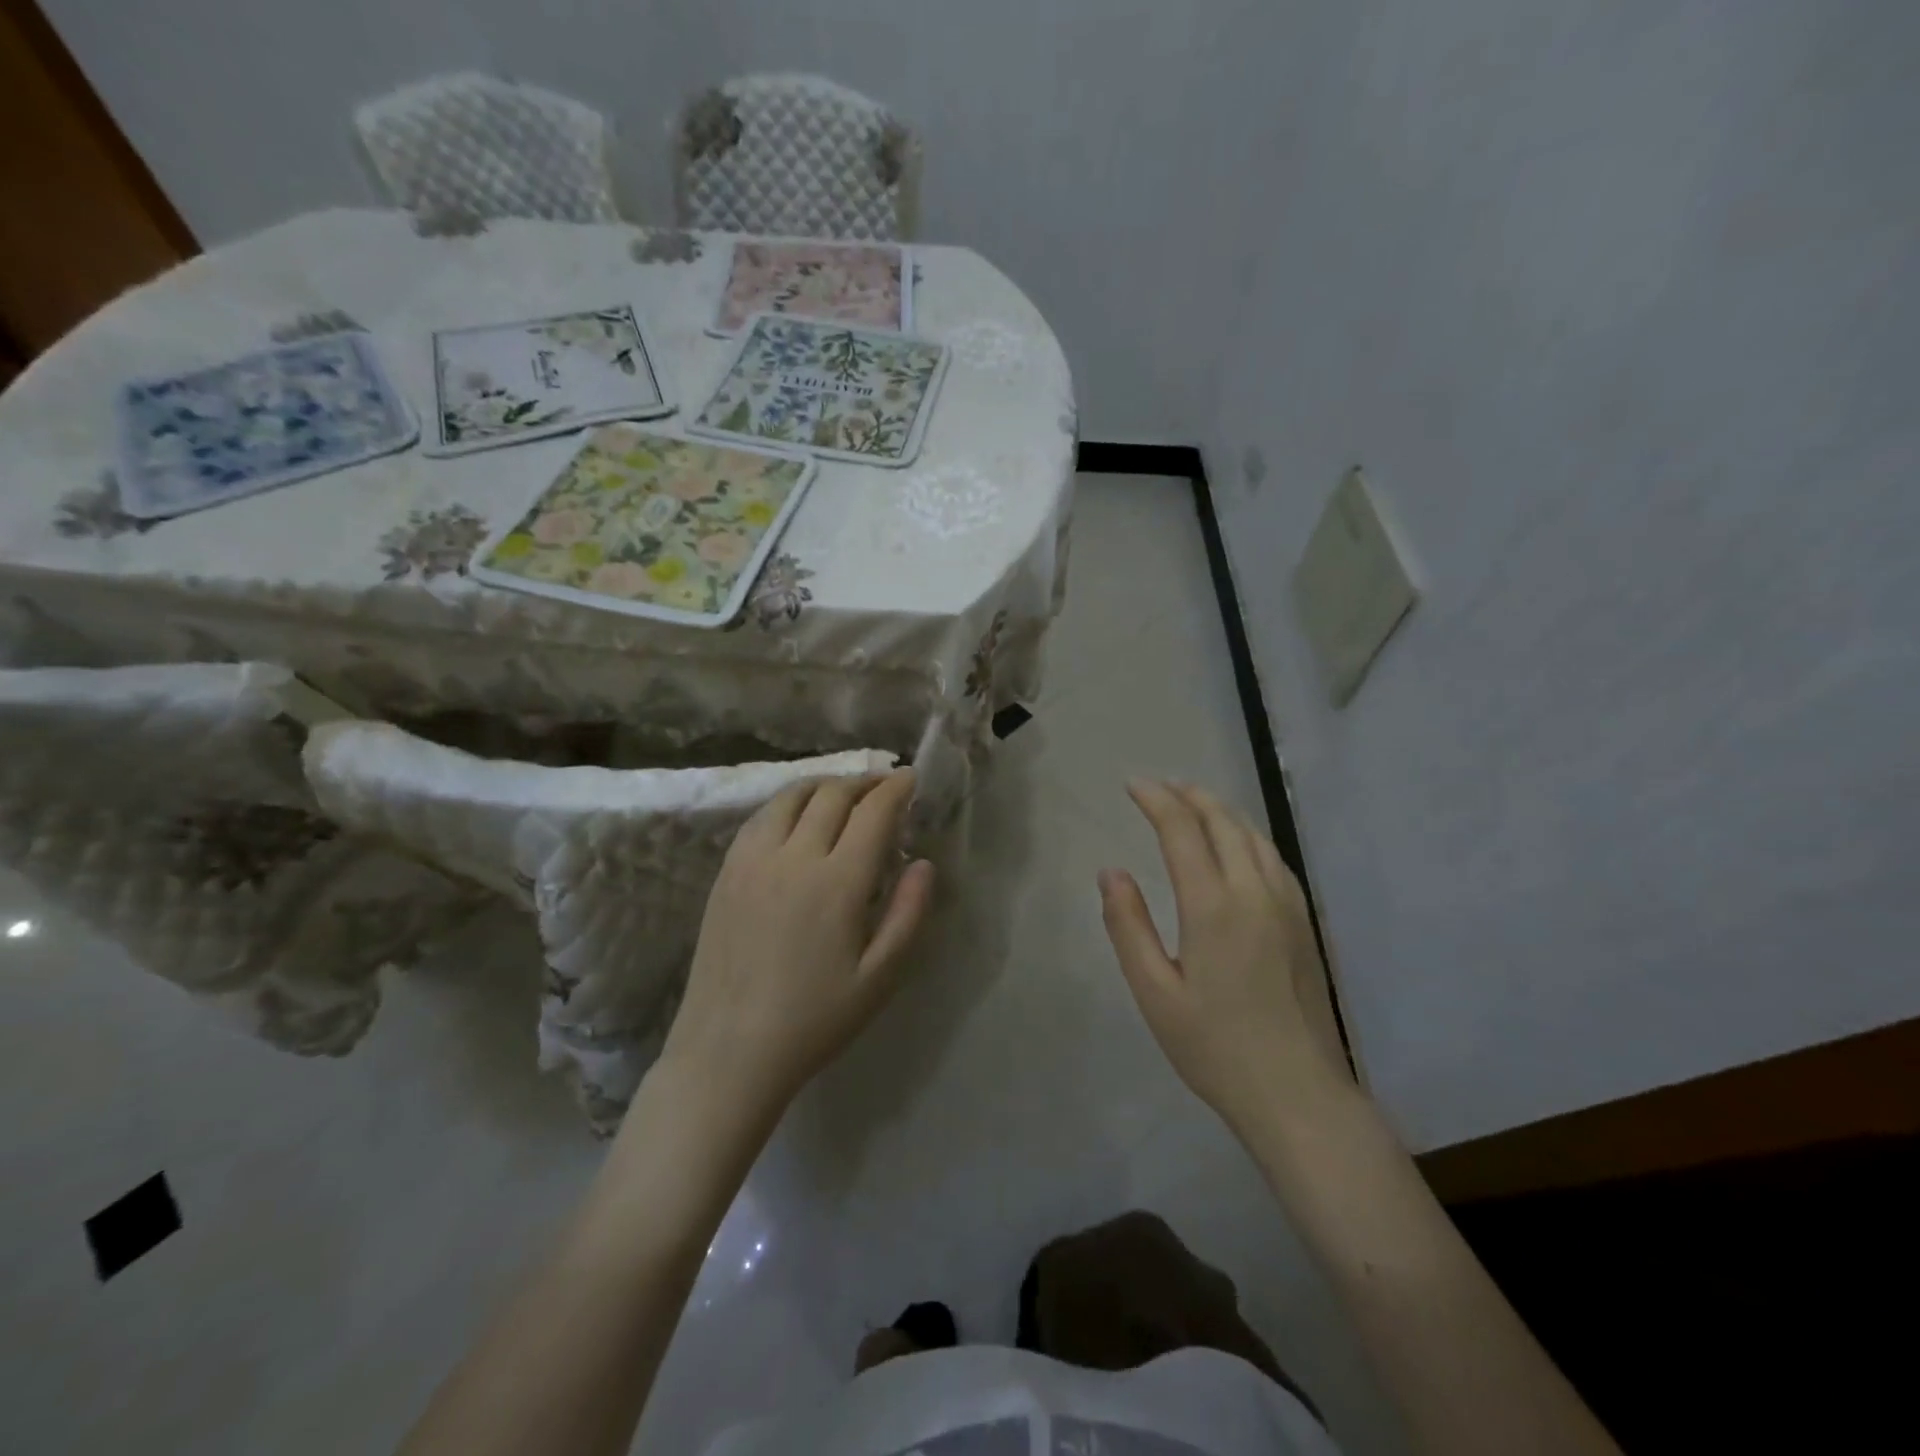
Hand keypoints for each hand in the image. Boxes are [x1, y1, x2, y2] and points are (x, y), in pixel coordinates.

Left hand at [661, 769, 935, 1121]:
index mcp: (837, 883)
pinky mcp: (727, 871)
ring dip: (825, 785)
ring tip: (844, 794)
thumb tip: (923, 863)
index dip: (896, 789)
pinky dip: (788, 802)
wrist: (729, 1050)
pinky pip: (761, 817)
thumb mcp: (880, 977)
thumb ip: (909, 914)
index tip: (911, 779)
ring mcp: (753, 860)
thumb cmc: (815, 1019)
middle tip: (884, 787)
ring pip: (792, 796)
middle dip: (865, 782)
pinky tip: (798, 817)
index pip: (873, 812)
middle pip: (833, 794)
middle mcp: (794, 857)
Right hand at [1100, 780, 1348, 1130]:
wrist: (1297, 1094)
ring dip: (1221, 811)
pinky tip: (1239, 844)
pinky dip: (1249, 835)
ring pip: (1254, 836)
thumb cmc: (1214, 1047)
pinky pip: (1274, 859)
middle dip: (1190, 796)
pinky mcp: (1305, 923)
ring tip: (1195, 802)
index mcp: (1212, 906)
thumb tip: (1111, 872)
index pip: (1182, 831)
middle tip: (1161, 786)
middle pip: (1223, 823)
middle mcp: (1254, 892)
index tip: (1133, 785)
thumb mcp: (1155, 992)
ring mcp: (1287, 905)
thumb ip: (1128, 927)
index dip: (1156, 801)